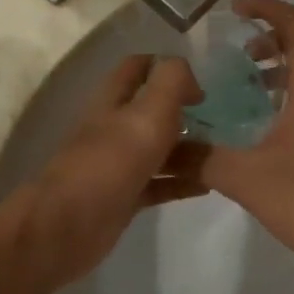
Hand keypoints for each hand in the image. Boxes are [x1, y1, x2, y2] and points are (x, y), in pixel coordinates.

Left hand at [13, 54, 204, 287]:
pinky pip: (159, 184)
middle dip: (185, 110)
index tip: (202, 82)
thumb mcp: (148, 113)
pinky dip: (182, 182)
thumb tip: (189, 74)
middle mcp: (114, 127)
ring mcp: (118, 164)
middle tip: (224, 119)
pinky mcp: (124, 196)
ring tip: (225, 151)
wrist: (69, 227)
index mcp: (114, 100)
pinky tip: (209, 186)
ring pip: (158, 148)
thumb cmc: (111, 163)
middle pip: (152, 110)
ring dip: (188, 148)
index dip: (167, 67)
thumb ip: (171, 83)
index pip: (138, 67)